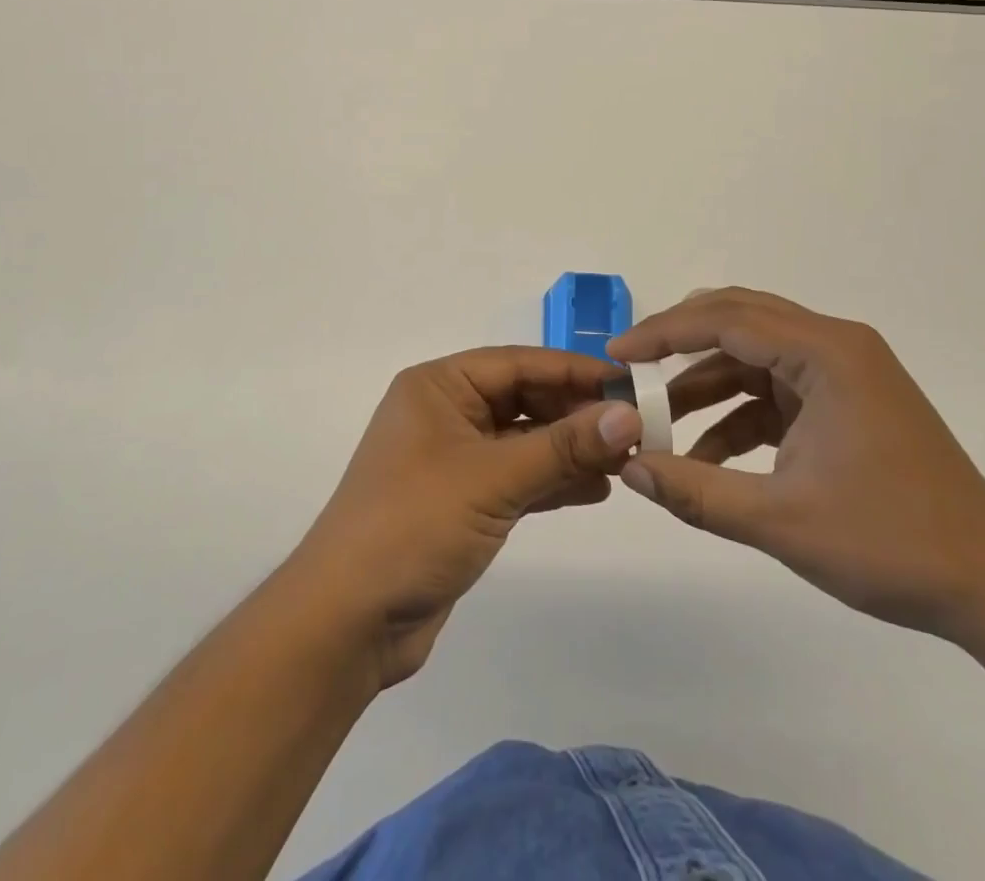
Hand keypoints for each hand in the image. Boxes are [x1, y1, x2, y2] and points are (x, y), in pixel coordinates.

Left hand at [289, 347, 641, 687]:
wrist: (348, 620)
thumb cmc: (414, 525)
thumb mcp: (492, 478)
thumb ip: (563, 446)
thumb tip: (629, 415)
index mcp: (438, 387)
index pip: (517, 363)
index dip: (573, 371)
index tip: (629, 383)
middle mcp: (445, 413)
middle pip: (523, 399)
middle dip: (576, 413)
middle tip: (636, 429)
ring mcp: (452, 459)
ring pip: (524, 440)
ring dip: (570, 449)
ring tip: (627, 461)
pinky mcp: (461, 502)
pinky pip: (516, 477)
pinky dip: (552, 481)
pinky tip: (596, 490)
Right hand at [610, 288, 984, 637]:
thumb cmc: (890, 543)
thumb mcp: (781, 521)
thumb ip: (696, 491)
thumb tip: (627, 469)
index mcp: (826, 353)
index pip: (726, 319)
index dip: (663, 333)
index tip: (617, 354)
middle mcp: (835, 346)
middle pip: (739, 320)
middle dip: (680, 344)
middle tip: (631, 369)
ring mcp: (844, 373)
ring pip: (754, 356)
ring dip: (707, 385)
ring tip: (660, 423)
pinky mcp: (847, 402)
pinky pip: (776, 390)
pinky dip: (739, 414)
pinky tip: (709, 455)